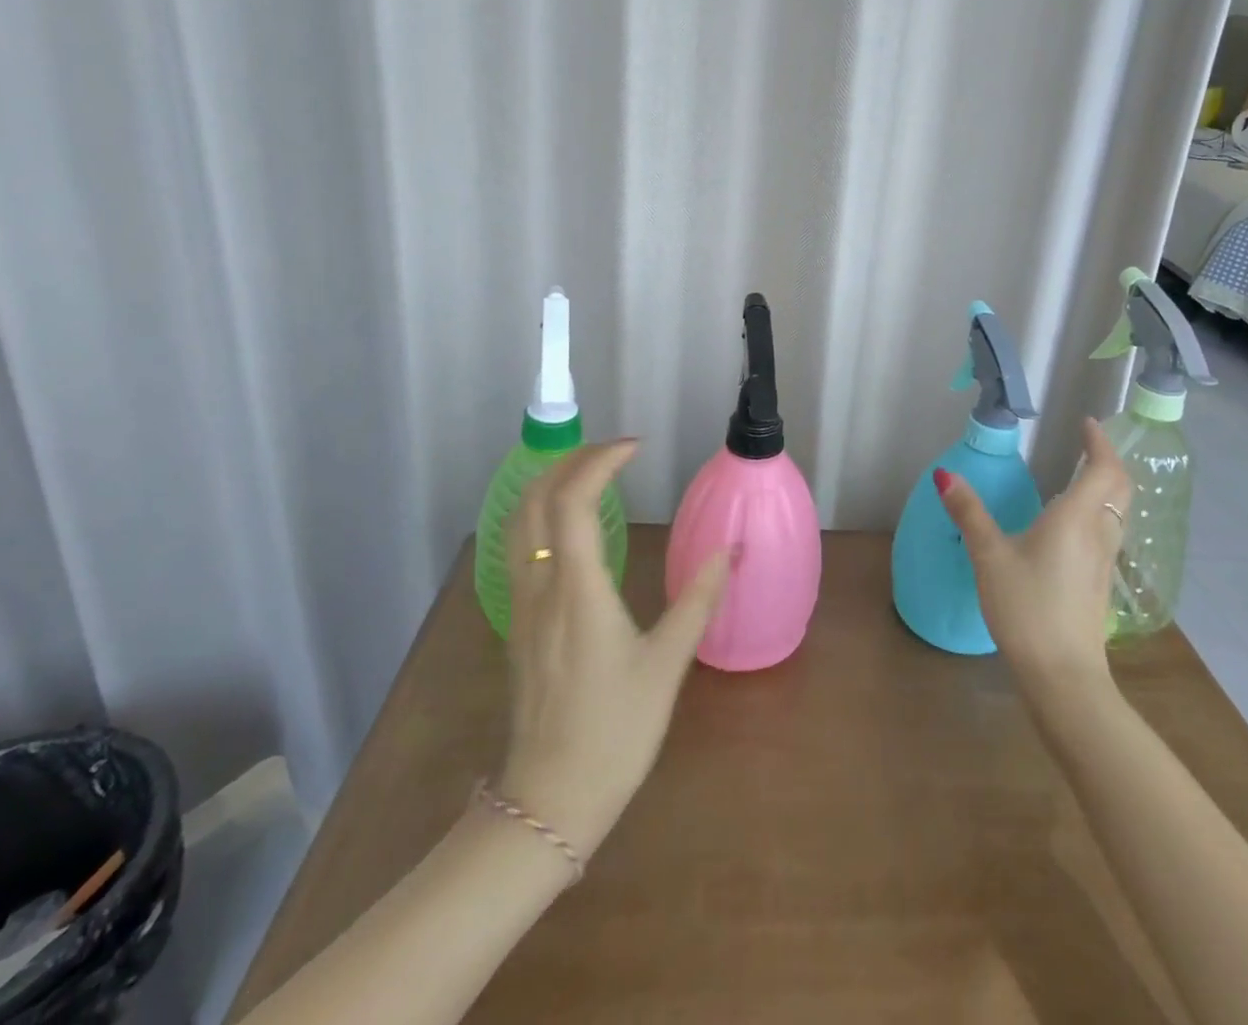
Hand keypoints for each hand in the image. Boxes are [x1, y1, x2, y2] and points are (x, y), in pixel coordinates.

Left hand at [496, 440, 730, 858]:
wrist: (548, 800)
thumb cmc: (615, 731)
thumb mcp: (667, 664)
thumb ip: (698, 600)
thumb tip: (730, 550)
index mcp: (577, 590)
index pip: (573, 499)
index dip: (599, 461)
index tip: (634, 448)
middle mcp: (539, 586)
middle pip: (536, 499)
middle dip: (571, 460)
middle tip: (613, 452)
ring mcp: (521, 604)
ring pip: (518, 521)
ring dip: (550, 483)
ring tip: (591, 474)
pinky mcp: (517, 622)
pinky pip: (518, 546)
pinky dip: (541, 513)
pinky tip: (570, 524)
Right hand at [934, 417, 1130, 694]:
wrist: (1063, 676)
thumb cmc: (1026, 607)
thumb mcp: (989, 556)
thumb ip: (969, 513)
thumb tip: (945, 474)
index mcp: (1075, 518)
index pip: (1103, 469)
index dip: (1099, 443)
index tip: (1088, 424)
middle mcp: (1098, 534)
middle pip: (1119, 489)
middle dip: (1108, 461)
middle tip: (1088, 445)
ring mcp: (1103, 562)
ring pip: (1117, 513)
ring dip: (1106, 488)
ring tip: (1081, 477)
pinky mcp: (1099, 585)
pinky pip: (1108, 534)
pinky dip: (1099, 513)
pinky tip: (1073, 527)